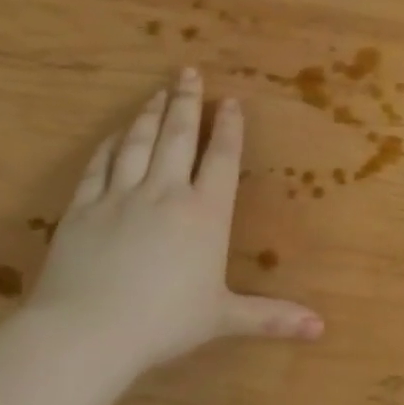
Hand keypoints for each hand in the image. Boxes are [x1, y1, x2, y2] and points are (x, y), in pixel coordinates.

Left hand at [27, 68, 322, 369]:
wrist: (86, 332)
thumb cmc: (163, 323)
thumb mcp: (222, 318)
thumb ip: (271, 317)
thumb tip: (321, 329)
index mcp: (205, 214)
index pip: (221, 159)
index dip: (229, 128)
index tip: (230, 102)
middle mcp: (166, 193)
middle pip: (179, 137)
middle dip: (188, 102)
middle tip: (189, 72)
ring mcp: (120, 196)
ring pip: (138, 142)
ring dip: (151, 114)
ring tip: (159, 92)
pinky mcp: (82, 207)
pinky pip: (98, 165)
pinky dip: (109, 145)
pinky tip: (115, 133)